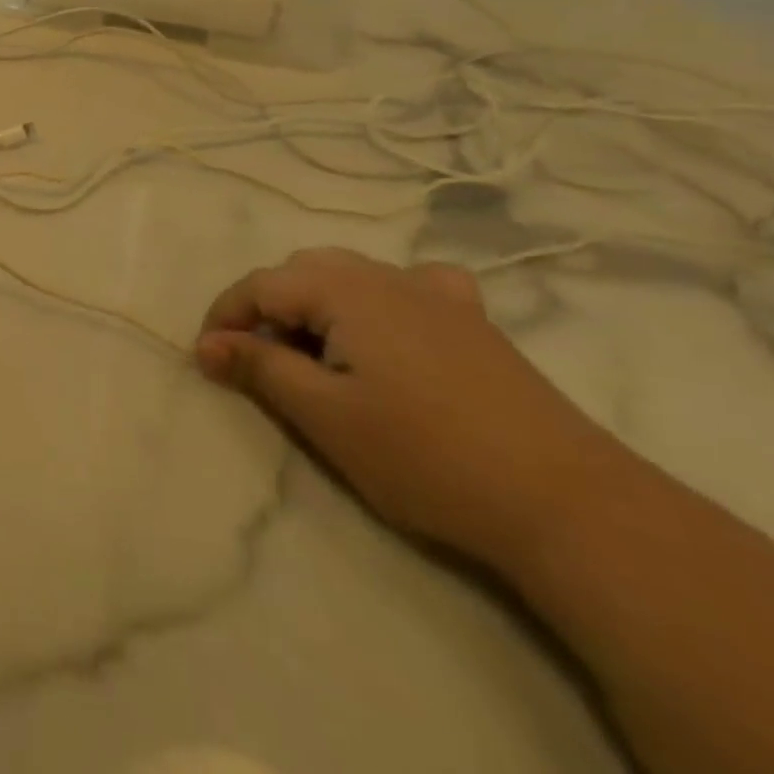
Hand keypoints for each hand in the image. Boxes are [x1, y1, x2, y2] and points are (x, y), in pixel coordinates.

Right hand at [194, 249, 624, 570]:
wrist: (567, 501)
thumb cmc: (426, 455)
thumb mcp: (325, 416)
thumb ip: (260, 368)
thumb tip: (206, 344)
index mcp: (343, 288)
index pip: (260, 285)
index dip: (225, 317)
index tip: (206, 359)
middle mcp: (384, 274)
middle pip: (302, 271)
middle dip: (267, 308)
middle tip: (258, 362)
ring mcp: (435, 293)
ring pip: (351, 274)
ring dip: (316, 303)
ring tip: (314, 354)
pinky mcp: (472, 321)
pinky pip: (410, 286)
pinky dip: (379, 298)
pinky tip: (390, 328)